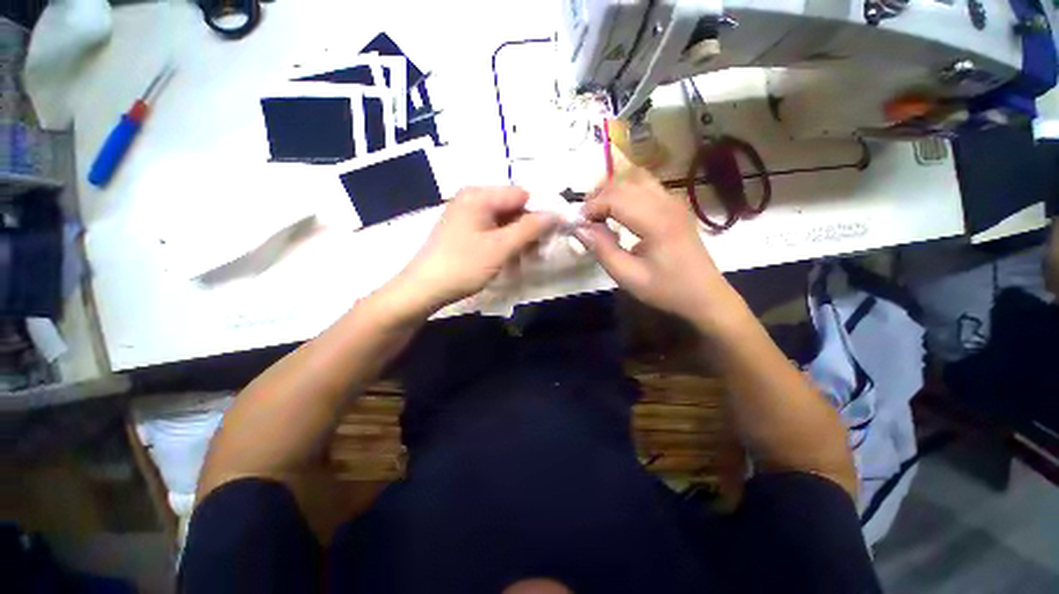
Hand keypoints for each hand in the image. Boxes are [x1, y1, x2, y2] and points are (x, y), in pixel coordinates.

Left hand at [388, 186, 556, 316]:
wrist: (424, 288)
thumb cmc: (464, 265)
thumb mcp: (501, 247)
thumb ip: (530, 228)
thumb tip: (556, 214)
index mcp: (479, 195)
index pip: (521, 195)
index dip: (539, 212)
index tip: (551, 234)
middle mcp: (472, 198)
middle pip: (512, 207)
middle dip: (528, 228)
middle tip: (538, 252)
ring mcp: (466, 214)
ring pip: (504, 221)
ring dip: (518, 238)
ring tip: (525, 259)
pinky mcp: (464, 230)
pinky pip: (492, 230)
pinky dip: (504, 243)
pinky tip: (508, 259)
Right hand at [577, 169, 733, 326]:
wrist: (705, 296)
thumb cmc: (666, 290)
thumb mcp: (628, 277)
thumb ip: (602, 250)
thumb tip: (580, 229)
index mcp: (656, 221)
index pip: (615, 198)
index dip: (591, 207)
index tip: (577, 224)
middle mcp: (666, 203)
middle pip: (624, 183)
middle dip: (598, 195)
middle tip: (584, 218)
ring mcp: (674, 201)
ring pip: (636, 178)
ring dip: (613, 190)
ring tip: (599, 211)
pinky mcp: (676, 206)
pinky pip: (647, 186)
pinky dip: (627, 192)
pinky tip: (620, 211)